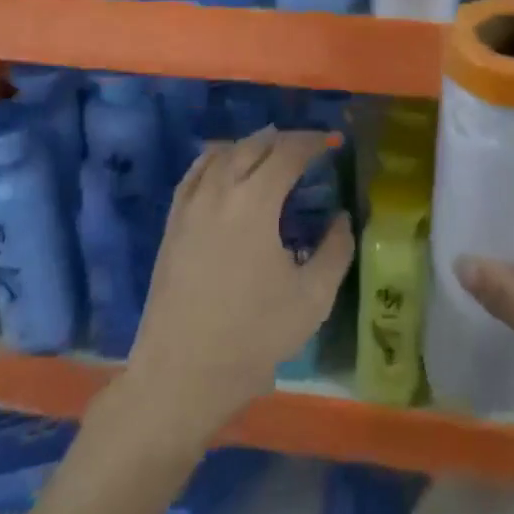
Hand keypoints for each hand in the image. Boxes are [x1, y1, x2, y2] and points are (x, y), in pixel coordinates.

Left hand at [128, 129, 354, 443]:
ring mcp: (190, 204)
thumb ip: (335, 250)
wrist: (181, 373)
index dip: (311, 142)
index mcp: (255, 202)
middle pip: (253, 145)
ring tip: (270, 153)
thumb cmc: (253, 336)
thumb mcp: (313, 299)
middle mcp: (220, 190)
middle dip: (283, 139)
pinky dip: (216, 159)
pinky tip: (225, 168)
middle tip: (306, 148)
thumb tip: (341, 218)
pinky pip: (195, 173)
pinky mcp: (172, 222)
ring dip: (249, 146)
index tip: (330, 142)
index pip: (286, 152)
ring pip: (221, 153)